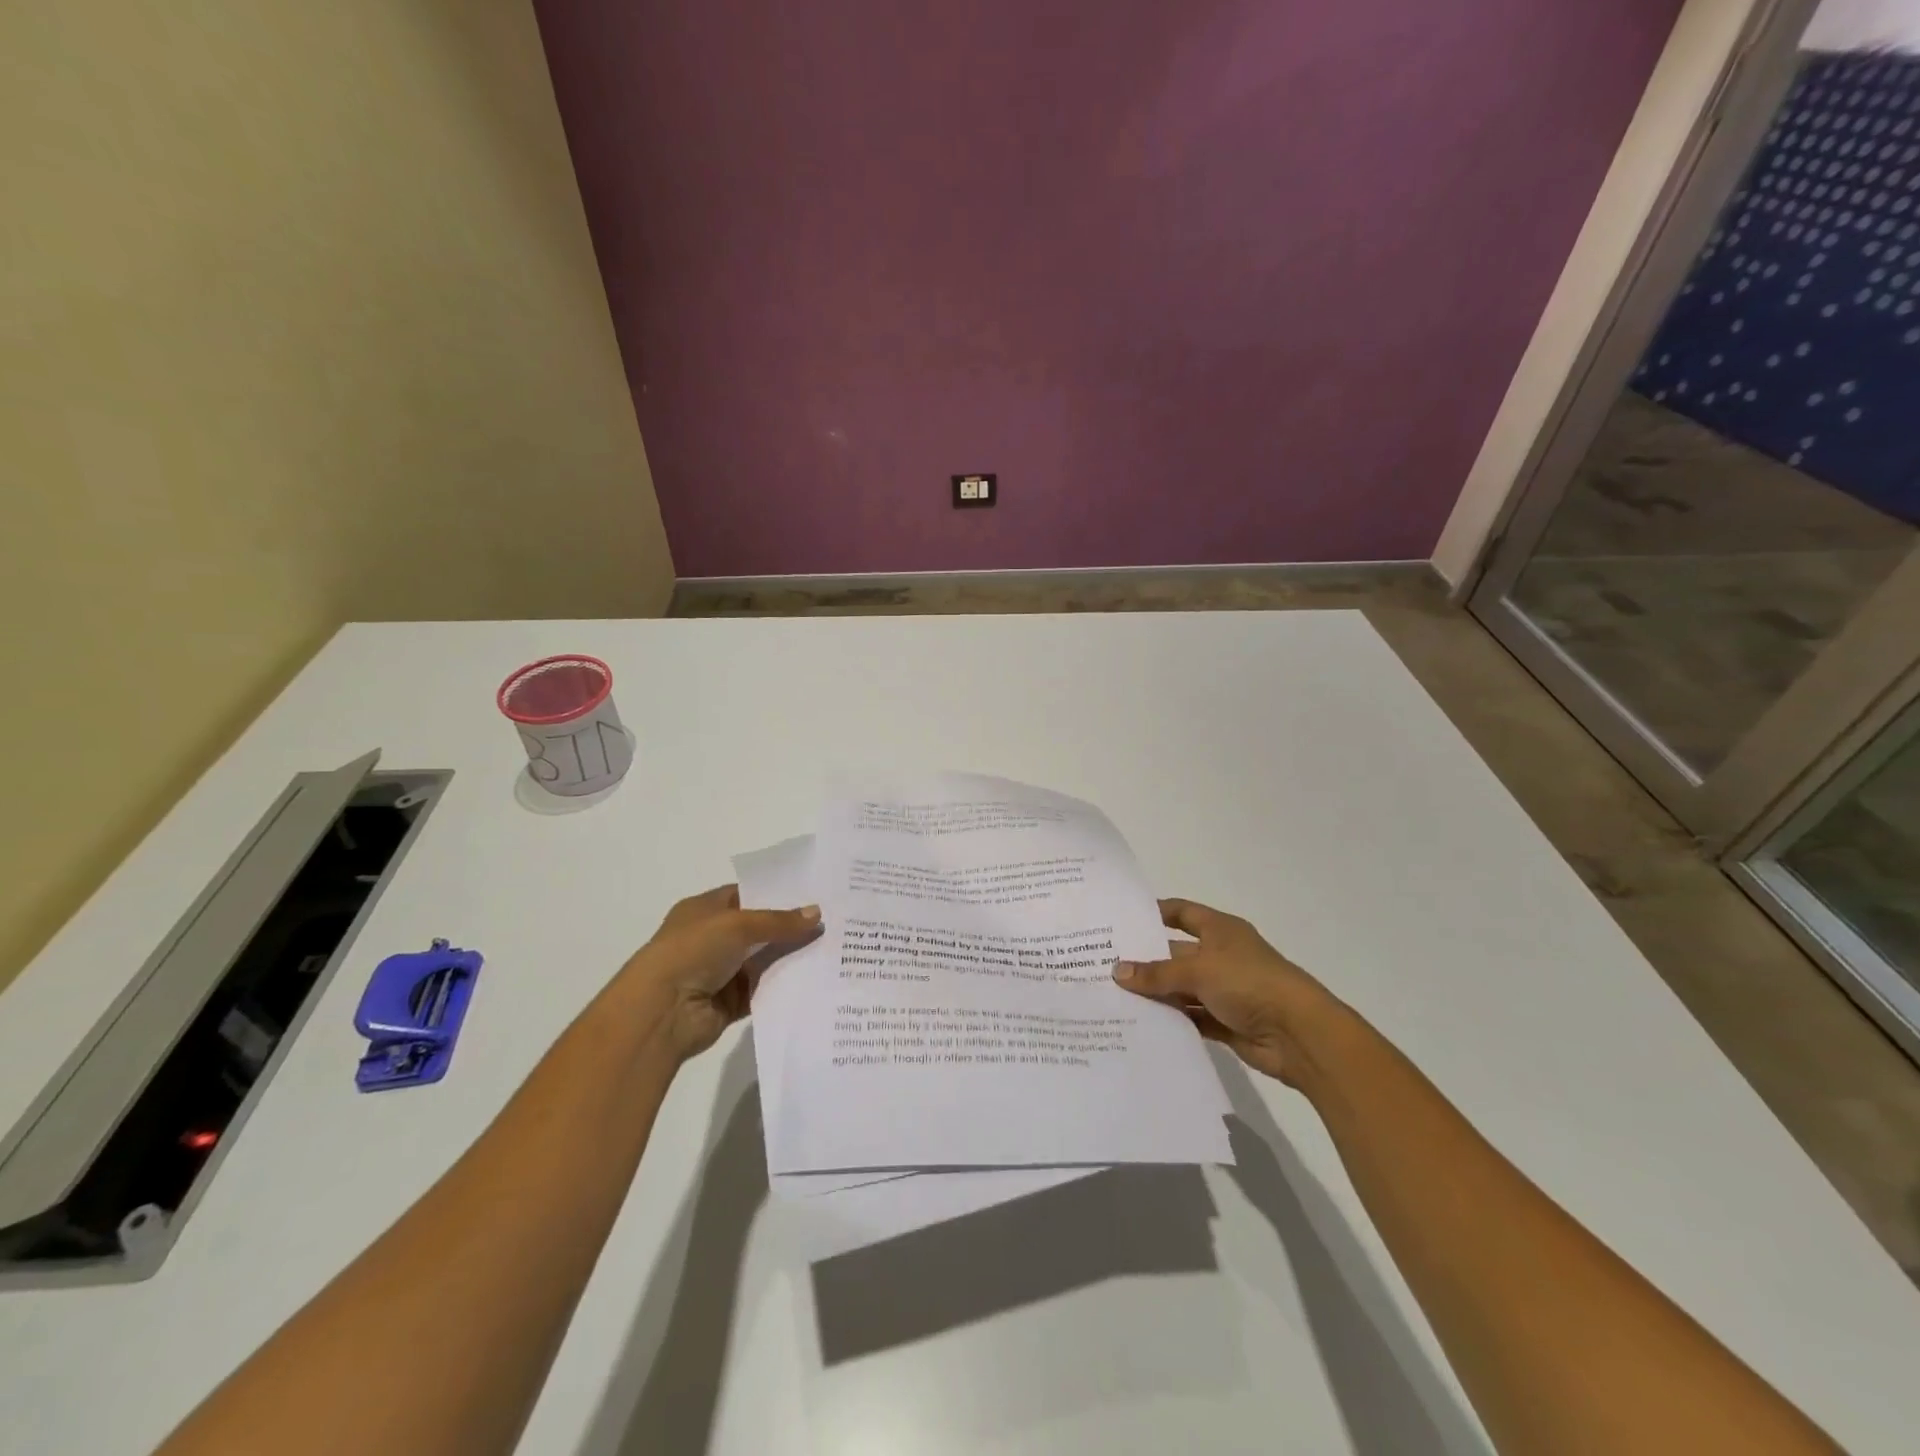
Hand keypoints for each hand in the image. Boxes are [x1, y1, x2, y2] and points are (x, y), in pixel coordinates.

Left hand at [620, 885, 819, 1060]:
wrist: (661, 1011)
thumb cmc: (692, 951)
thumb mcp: (738, 925)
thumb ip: (779, 921)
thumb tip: (817, 914)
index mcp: (704, 910)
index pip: (745, 895)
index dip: (776, 893)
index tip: (812, 892)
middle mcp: (711, 939)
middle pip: (758, 929)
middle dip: (789, 927)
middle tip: (831, 920)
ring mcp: (720, 972)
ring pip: (764, 960)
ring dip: (790, 956)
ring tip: (832, 948)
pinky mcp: (730, 1002)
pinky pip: (764, 990)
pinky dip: (783, 986)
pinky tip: (815, 978)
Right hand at [1112, 898, 1337, 1085]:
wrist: (1300, 1035)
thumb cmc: (1250, 983)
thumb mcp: (1198, 971)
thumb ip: (1157, 973)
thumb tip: (1117, 971)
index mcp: (1220, 930)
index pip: (1182, 913)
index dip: (1155, 913)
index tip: (1122, 919)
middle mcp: (1222, 956)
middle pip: (1177, 953)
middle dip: (1147, 960)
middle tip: (1105, 964)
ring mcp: (1226, 990)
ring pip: (1182, 988)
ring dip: (1157, 994)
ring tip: (1114, 996)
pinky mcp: (1227, 1022)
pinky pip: (1192, 1018)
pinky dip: (1172, 1020)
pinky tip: (1141, 1024)